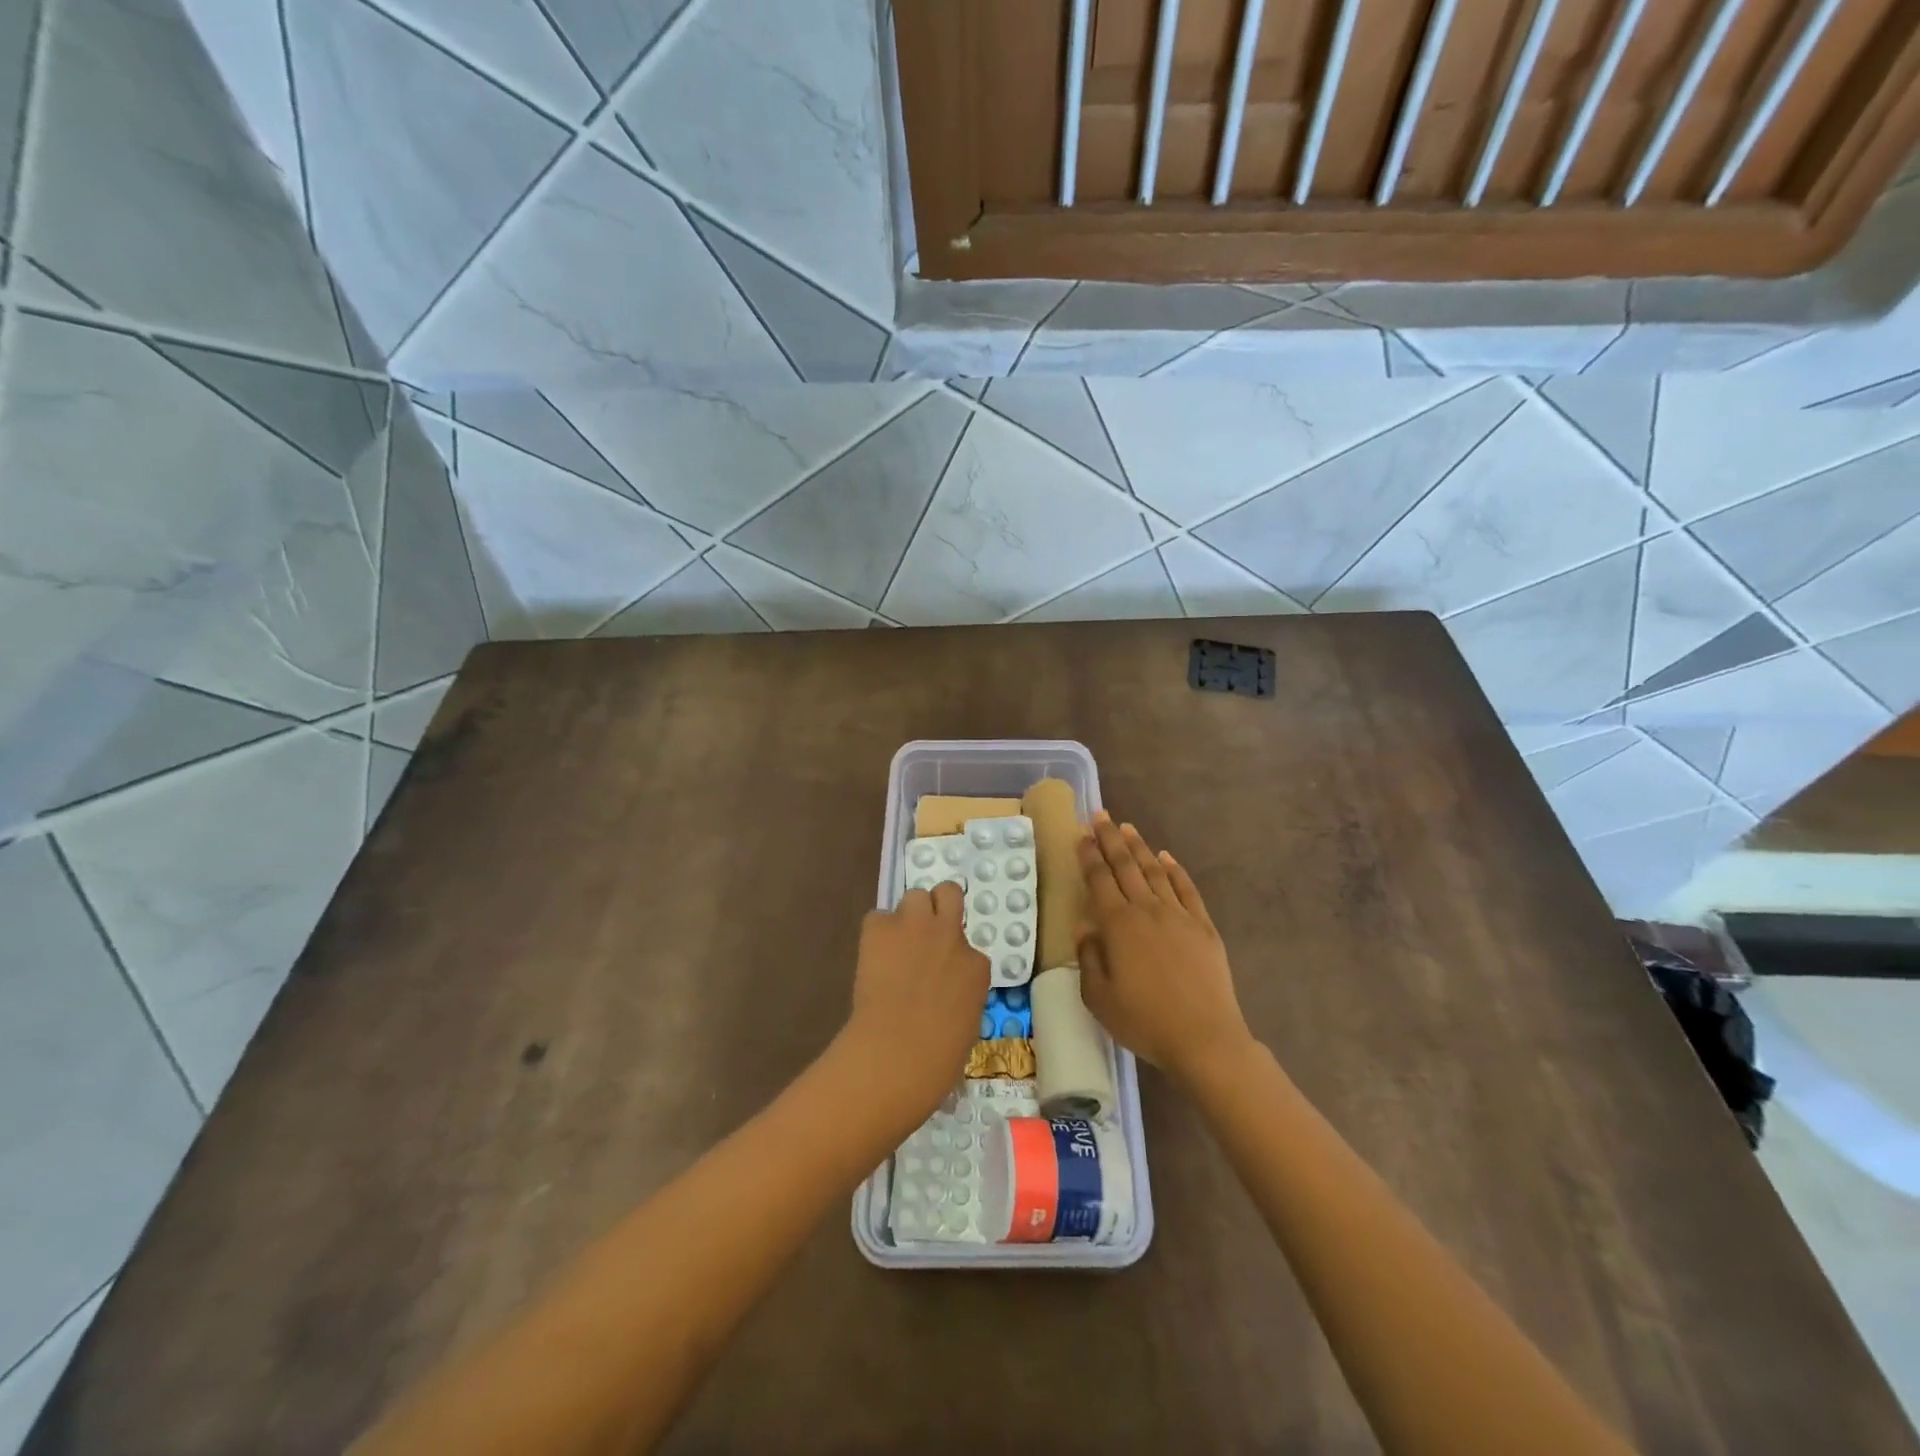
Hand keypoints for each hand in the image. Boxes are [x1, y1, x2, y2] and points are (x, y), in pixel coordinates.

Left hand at [841, 882, 988, 1126]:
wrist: (895, 1053)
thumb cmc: (937, 1060)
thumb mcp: (967, 1025)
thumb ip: (961, 996)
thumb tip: (945, 994)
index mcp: (976, 966)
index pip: (969, 948)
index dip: (953, 958)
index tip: (942, 975)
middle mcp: (950, 936)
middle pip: (949, 893)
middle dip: (939, 906)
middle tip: (926, 930)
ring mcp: (916, 927)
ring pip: (915, 896)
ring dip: (908, 915)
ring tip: (897, 940)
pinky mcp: (880, 928)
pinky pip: (878, 917)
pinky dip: (876, 932)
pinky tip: (872, 955)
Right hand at [1077, 814, 1252, 1086]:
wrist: (1204, 1038)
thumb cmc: (1144, 1021)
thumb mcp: (1098, 997)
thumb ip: (1088, 958)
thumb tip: (1085, 929)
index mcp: (1118, 924)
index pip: (1099, 880)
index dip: (1089, 855)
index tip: (1081, 834)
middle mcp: (1147, 910)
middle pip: (1125, 866)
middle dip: (1110, 839)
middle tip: (1100, 816)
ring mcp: (1179, 915)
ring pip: (1155, 871)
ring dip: (1139, 848)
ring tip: (1127, 828)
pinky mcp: (1203, 927)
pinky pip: (1187, 889)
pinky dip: (1175, 871)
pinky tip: (1166, 858)